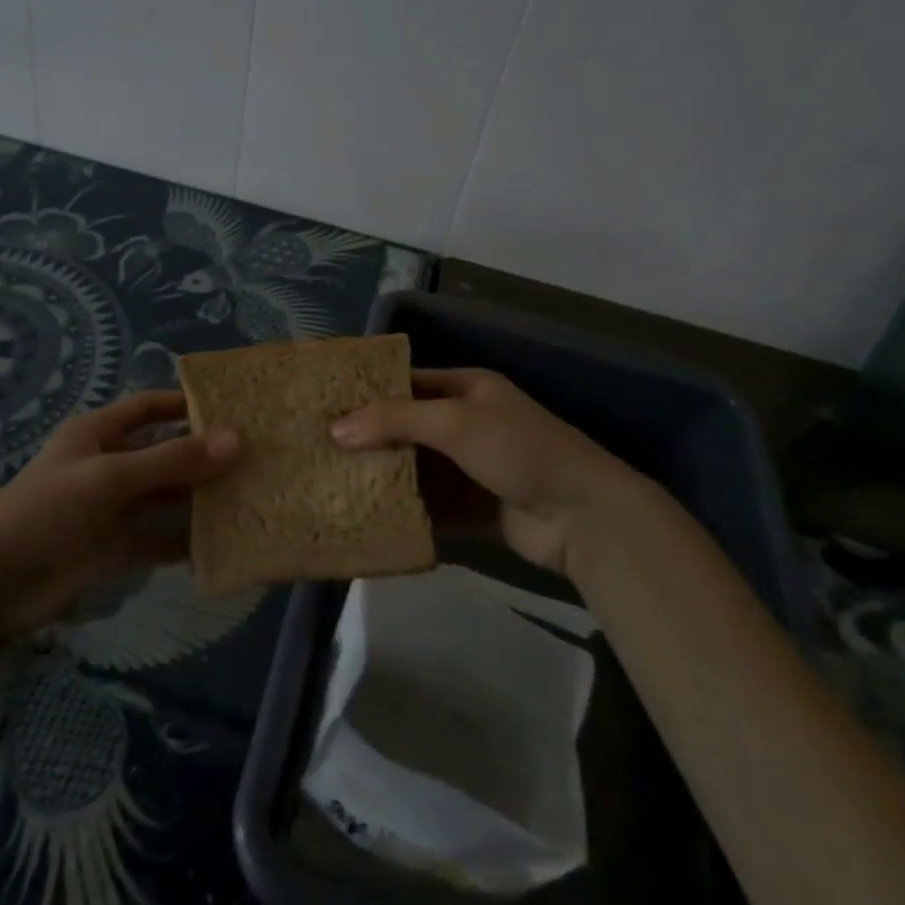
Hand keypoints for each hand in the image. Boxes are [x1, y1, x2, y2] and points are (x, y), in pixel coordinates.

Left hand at [0, 391, 238, 633]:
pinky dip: (187, 541)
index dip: (186, 404)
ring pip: (168, 496)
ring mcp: (115, 508)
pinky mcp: (118, 547)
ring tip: (251, 494)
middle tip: (257, 455)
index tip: (233, 407)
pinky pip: (161, 538)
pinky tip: (223, 542)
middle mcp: (111, 465)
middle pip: (166, 452)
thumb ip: (172, 460)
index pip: (151, 407)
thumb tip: (236, 441)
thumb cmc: (48, 511)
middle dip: (205, 454)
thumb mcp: (110, 477)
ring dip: (201, 497)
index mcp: (100, 433)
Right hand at [330, 369, 629, 576]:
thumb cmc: (519, 450)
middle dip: (370, 439)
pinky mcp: (475, 508)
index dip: (369, 393)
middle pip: (408, 428)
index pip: (408, 383)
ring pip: (417, 469)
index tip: (325, 406)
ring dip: (384, 477)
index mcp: (467, 389)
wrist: (583, 517)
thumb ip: (396, 420)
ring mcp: (471, 468)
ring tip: (334, 485)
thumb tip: (335, 428)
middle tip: (320, 451)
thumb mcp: (455, 422)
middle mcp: (467, 423)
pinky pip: (431, 506)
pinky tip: (369, 520)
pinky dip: (406, 512)